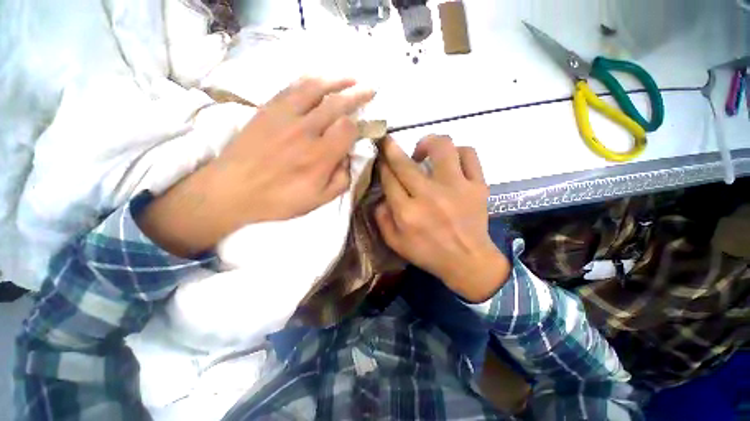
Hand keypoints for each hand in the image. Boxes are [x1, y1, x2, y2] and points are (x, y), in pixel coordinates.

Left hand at [138, 77, 374, 256]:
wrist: (233, 190)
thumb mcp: (319, 200)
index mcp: (320, 156)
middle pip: (337, 103)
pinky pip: (291, 87)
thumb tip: (347, 159)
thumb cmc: (280, 199)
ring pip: (315, 87)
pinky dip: (309, 80)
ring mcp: (285, 116)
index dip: (359, 125)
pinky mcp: (268, 109)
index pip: (348, 128)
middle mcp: (306, 131)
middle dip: (357, 94)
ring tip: (350, 78)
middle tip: (370, 89)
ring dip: (336, 80)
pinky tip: (318, 79)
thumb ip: (341, 180)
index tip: (361, 127)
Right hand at [374, 136, 509, 302]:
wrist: (467, 261)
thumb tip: (382, 196)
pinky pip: (469, 155)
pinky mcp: (477, 186)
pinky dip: (458, 152)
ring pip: (442, 148)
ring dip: (428, 143)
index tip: (381, 158)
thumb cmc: (428, 253)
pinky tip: (450, 160)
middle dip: (391, 148)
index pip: (389, 179)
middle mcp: (430, 196)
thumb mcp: (395, 243)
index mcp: (407, 213)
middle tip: (389, 143)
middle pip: (405, 163)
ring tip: (424, 151)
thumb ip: (382, 218)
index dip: (383, 165)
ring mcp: (456, 188)